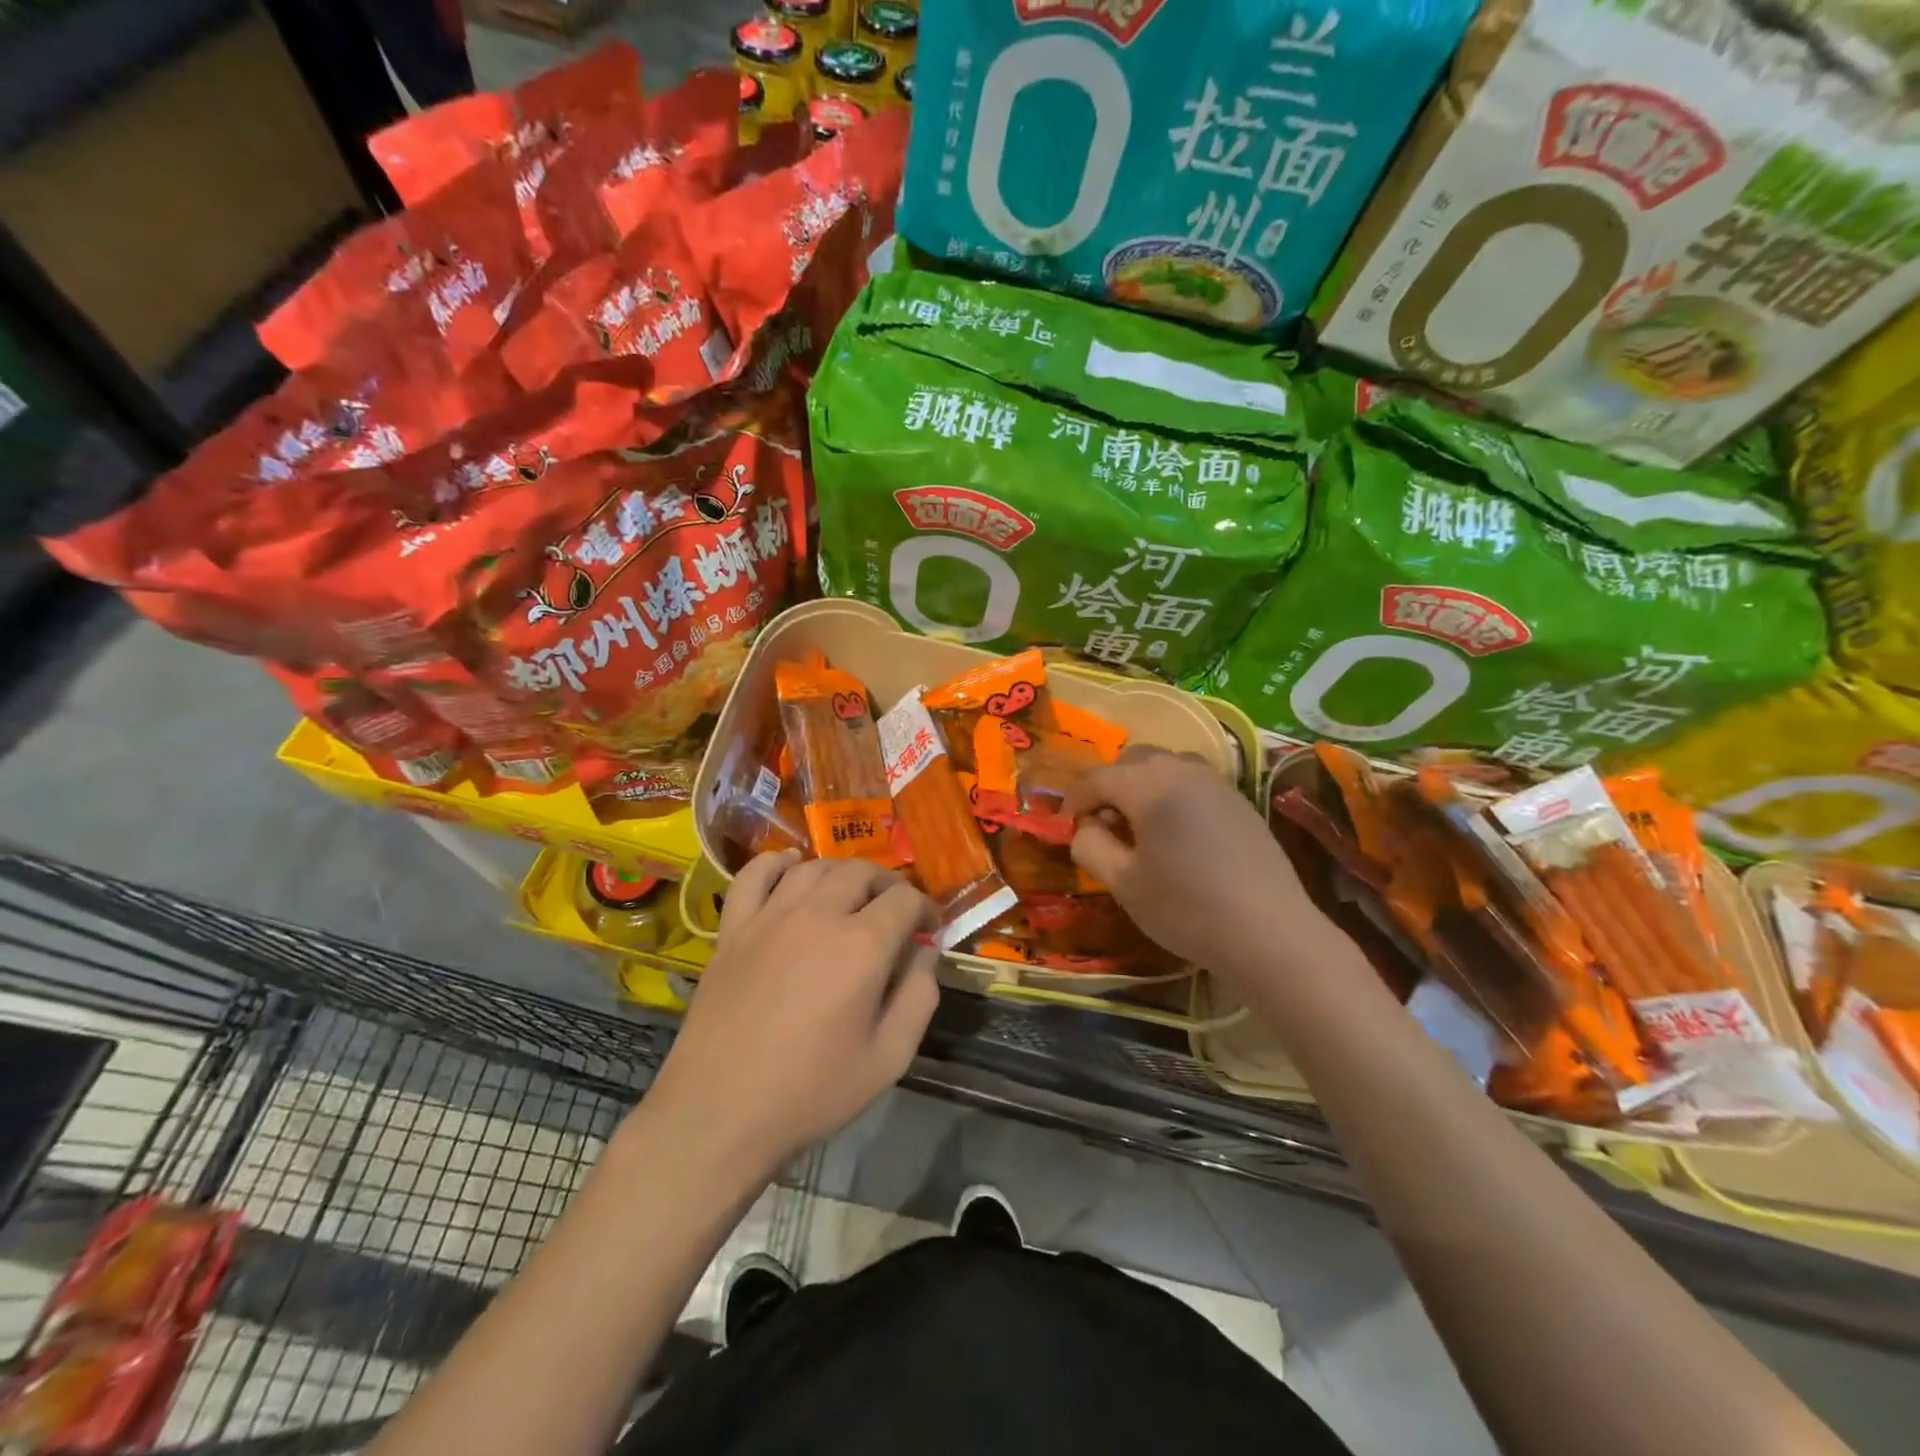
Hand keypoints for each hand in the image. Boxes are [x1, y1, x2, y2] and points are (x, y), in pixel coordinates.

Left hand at [648, 852, 939, 1175]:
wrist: (719, 1113)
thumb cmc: (812, 1092)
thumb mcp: (889, 1058)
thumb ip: (919, 997)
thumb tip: (925, 953)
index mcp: (862, 945)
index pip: (905, 899)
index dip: (925, 909)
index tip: (929, 930)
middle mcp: (818, 915)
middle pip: (861, 872)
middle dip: (888, 885)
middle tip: (895, 911)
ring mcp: (770, 917)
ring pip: (813, 867)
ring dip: (841, 873)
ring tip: (851, 895)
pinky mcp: (733, 929)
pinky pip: (754, 875)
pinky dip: (776, 863)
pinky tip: (790, 867)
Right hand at [1064, 748, 1323, 978]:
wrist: (1270, 933)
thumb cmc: (1187, 909)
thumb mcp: (1124, 884)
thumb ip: (1091, 846)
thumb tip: (1084, 827)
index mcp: (1150, 786)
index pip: (1097, 779)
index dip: (1073, 801)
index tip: (1065, 828)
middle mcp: (1183, 771)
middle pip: (1132, 760)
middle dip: (1108, 786)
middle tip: (1102, 825)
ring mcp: (1216, 782)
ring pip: (1165, 765)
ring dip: (1141, 784)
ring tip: (1138, 825)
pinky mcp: (1238, 799)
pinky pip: (1192, 780)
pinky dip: (1170, 792)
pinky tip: (1174, 832)